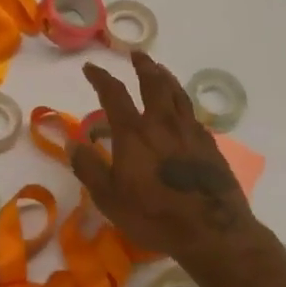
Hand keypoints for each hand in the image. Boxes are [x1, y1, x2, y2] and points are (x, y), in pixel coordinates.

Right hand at [71, 49, 258, 265]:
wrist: (213, 232)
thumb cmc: (155, 215)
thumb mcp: (110, 199)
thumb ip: (89, 169)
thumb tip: (72, 144)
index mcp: (134, 132)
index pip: (114, 94)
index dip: (100, 78)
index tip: (90, 68)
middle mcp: (162, 123)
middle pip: (153, 83)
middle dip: (143, 66)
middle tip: (137, 54)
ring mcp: (190, 132)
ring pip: (178, 94)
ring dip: (166, 77)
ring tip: (160, 69)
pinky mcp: (210, 146)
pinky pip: (193, 115)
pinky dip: (183, 105)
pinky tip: (183, 111)